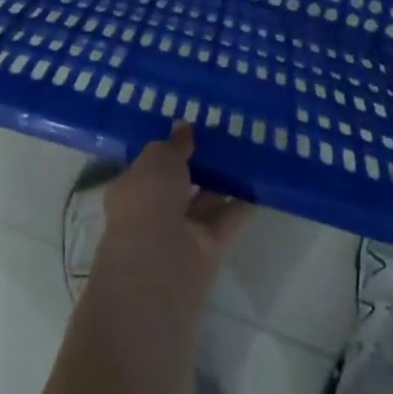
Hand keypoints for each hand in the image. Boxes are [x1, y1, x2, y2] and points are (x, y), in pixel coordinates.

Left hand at [89, 125, 252, 319]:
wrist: (159, 266)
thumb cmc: (147, 201)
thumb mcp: (158, 159)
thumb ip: (174, 144)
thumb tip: (183, 127)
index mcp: (133, 188)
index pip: (152, 164)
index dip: (172, 147)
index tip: (194, 127)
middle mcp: (154, 211)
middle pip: (181, 183)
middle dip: (200, 163)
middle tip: (227, 134)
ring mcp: (182, 232)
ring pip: (205, 201)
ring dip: (223, 180)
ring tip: (247, 152)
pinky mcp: (208, 250)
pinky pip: (226, 220)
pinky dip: (241, 204)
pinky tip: (259, 183)